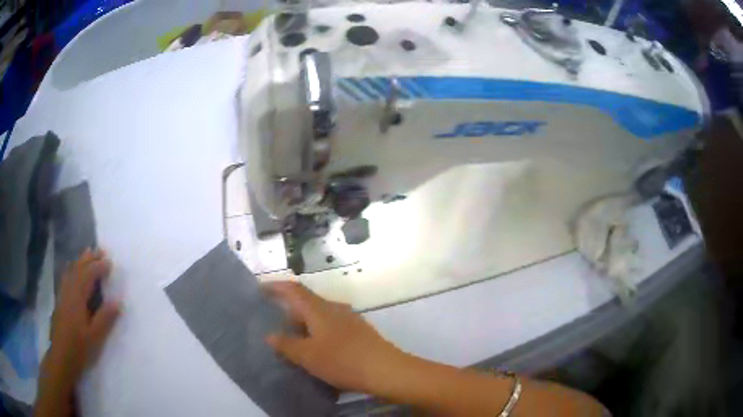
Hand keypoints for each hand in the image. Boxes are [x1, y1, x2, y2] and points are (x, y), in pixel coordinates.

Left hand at [48, 249, 120, 386]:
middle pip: (78, 268)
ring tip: (88, 253)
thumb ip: (105, 318)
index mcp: (77, 297)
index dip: (99, 267)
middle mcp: (68, 290)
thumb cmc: (79, 348)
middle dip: (89, 258)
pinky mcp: (60, 300)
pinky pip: (66, 277)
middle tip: (101, 250)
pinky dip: (73, 269)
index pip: (88, 275)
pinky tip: (74, 271)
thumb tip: (118, 301)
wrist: (61, 357)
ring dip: (80, 261)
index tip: (110, 263)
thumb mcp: (94, 337)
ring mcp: (62, 294)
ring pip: (71, 271)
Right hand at [265, 282, 407, 393]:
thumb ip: (287, 345)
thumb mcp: (308, 356)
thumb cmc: (342, 360)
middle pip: (306, 301)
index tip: (261, 288)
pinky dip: (317, 331)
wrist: (385, 369)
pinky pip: (330, 324)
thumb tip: (270, 335)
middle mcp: (334, 308)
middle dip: (289, 309)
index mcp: (319, 309)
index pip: (294, 290)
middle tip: (274, 322)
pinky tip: (317, 347)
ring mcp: (349, 318)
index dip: (276, 286)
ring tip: (293, 338)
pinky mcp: (358, 330)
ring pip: (319, 314)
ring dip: (304, 322)